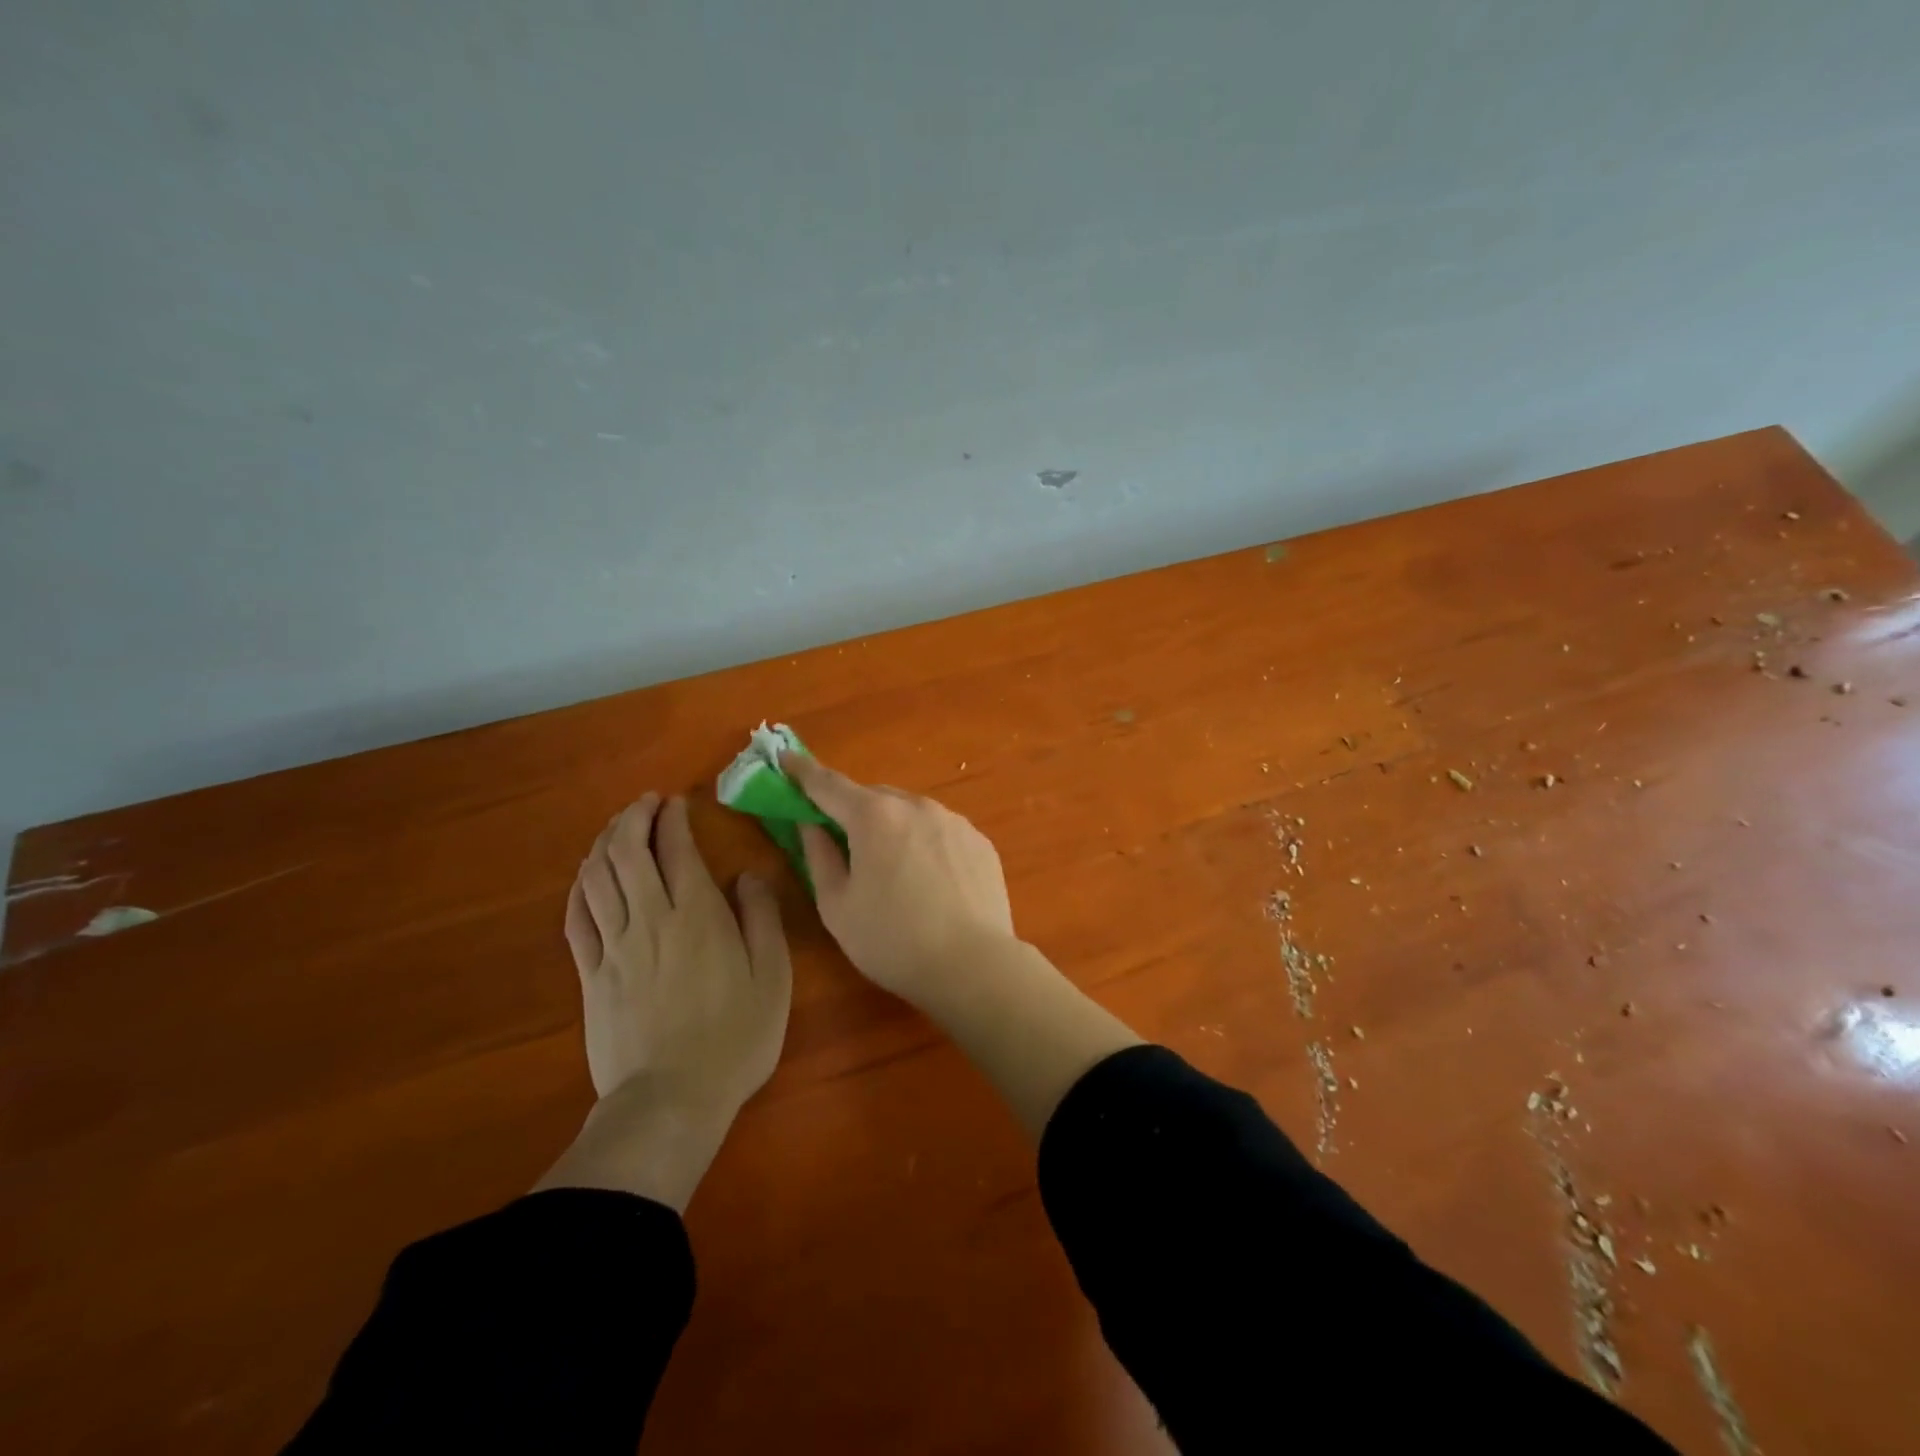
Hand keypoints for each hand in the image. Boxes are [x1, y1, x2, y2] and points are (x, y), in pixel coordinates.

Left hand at [565, 793, 792, 1114]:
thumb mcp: (772, 977)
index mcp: (697, 915)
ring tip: (617, 828)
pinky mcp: (590, 975)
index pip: (676, 848)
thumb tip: (747, 875)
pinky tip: (587, 877)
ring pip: (597, 878)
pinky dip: (580, 887)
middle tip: (644, 803)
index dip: (672, 818)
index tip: (676, 802)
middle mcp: (650, 919)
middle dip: (633, 818)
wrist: (671, 1100)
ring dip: (604, 843)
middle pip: (627, 852)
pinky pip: (576, 918)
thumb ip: (762, 918)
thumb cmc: (735, 1037)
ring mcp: (613, 947)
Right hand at [782, 754, 1016, 1005]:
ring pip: (910, 811)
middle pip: (873, 797)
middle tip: (841, 839)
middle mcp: (916, 806)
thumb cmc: (892, 941)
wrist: (974, 965)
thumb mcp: (837, 906)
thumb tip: (810, 824)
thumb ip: (818, 856)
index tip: (785, 758)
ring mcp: (954, 821)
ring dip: (891, 826)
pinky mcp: (980, 841)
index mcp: (874, 817)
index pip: (828, 784)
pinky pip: (940, 830)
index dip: (802, 771)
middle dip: (852, 810)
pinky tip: (928, 879)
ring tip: (891, 868)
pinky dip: (924, 841)